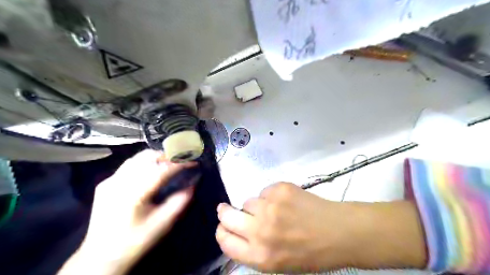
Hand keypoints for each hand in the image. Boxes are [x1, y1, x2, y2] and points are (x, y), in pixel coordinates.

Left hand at [58, 151, 195, 274]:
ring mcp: (110, 181)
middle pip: (147, 157)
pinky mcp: (105, 183)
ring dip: (156, 157)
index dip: (179, 164)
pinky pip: (128, 165)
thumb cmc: (135, 241)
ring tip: (169, 162)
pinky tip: (151, 170)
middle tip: (182, 160)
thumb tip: (192, 184)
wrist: (100, 256)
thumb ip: (179, 203)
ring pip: (137, 158)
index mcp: (134, 194)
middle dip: (168, 155)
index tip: (193, 162)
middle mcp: (120, 182)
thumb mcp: (162, 224)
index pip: (162, 170)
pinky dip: (144, 163)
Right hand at [216, 183, 426, 271]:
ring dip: (256, 206)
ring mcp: (270, 207)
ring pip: (248, 201)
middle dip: (224, 212)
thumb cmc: (310, 253)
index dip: (222, 232)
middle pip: (227, 216)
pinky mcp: (280, 190)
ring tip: (274, 210)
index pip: (225, 241)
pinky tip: (286, 202)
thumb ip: (254, 250)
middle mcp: (261, 231)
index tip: (223, 226)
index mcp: (260, 255)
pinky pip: (264, 191)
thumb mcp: (278, 264)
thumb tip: (237, 232)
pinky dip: (270, 196)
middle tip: (225, 209)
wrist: (338, 232)